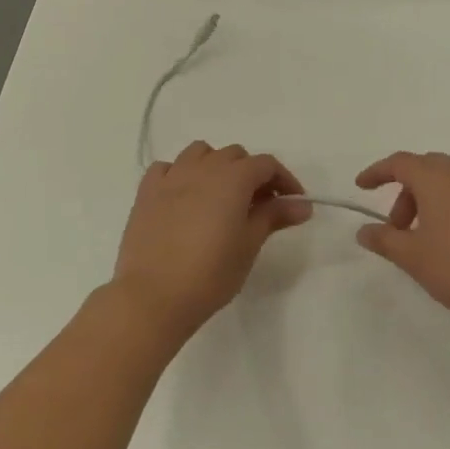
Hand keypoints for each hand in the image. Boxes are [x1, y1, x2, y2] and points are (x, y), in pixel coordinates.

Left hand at [112, 141, 310, 340]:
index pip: (266, 164)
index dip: (284, 180)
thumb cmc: (210, 273)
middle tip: (260, 205)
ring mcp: (171, 176)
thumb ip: (274, 216)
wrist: (152, 296)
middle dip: (252, 173)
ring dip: (216, 166)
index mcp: (232, 178)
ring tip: (221, 196)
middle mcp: (202, 167)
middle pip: (235, 155)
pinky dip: (181, 174)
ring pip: (200, 153)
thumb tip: (303, 204)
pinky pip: (168, 168)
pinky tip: (184, 197)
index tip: (293, 203)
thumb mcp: (249, 245)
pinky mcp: (146, 191)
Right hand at [355, 152, 449, 338]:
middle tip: (397, 228)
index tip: (361, 187)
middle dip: (405, 193)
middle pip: (426, 170)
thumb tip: (364, 231)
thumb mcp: (414, 258)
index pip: (399, 163)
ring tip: (425, 241)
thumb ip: (385, 240)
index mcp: (438, 177)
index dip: (377, 172)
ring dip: (430, 203)